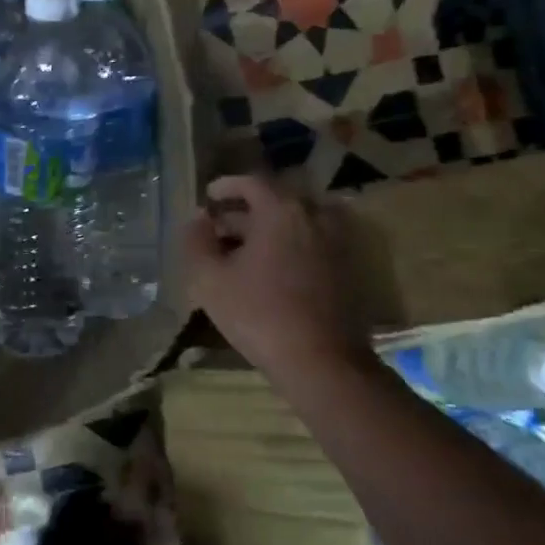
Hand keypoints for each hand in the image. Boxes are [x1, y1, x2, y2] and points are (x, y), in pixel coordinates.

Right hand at [184, 174, 369, 378]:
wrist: (322, 362)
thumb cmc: (260, 314)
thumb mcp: (211, 279)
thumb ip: (196, 241)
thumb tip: (197, 219)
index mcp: (282, 210)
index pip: (252, 182)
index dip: (226, 187)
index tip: (208, 197)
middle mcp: (315, 215)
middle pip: (275, 201)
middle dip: (244, 211)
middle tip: (218, 229)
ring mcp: (336, 241)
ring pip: (294, 223)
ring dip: (267, 229)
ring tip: (240, 251)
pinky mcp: (347, 267)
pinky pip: (310, 242)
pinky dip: (287, 245)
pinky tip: (268, 271)